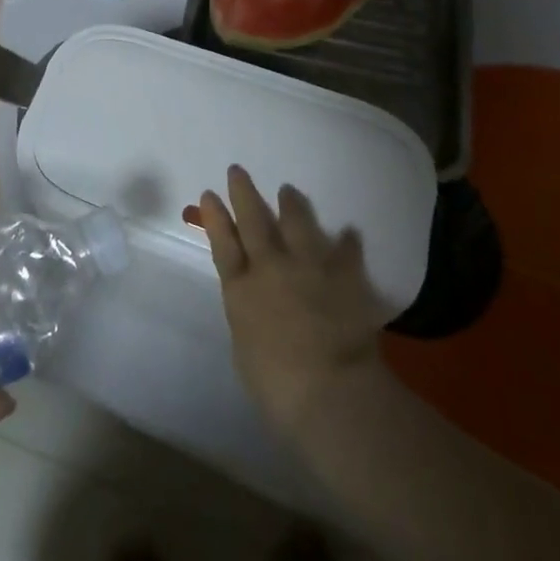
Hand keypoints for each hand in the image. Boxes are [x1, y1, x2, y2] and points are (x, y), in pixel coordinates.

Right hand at [197, 166, 389, 438]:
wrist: (330, 390)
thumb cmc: (277, 386)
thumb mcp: (246, 351)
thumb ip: (249, 318)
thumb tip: (254, 305)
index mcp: (241, 291)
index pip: (223, 245)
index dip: (215, 219)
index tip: (209, 194)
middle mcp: (271, 268)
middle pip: (254, 222)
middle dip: (244, 195)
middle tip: (238, 171)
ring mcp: (309, 267)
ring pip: (297, 224)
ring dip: (291, 206)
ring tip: (288, 190)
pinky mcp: (344, 276)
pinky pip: (346, 253)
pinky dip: (347, 242)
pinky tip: (349, 231)